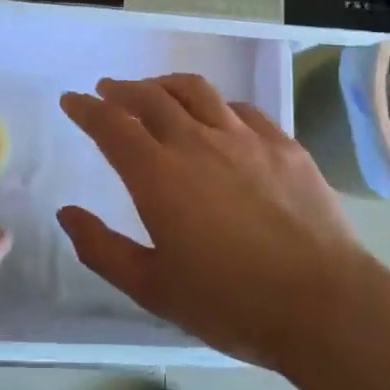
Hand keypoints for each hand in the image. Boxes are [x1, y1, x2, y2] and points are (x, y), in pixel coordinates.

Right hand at [58, 74, 373, 368]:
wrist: (322, 303)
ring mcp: (245, 138)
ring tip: (155, 91)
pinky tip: (217, 116)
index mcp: (158, 175)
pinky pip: (241, 109)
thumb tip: (67, 214)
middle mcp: (197, 142)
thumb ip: (101, 249)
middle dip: (123, 90)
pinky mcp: (283, 145)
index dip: (87, 109)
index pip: (111, 125)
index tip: (72, 100)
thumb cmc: (229, 302)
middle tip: (108, 91)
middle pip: (151, 97)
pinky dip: (216, 104)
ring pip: (196, 91)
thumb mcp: (152, 287)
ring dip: (166, 85)